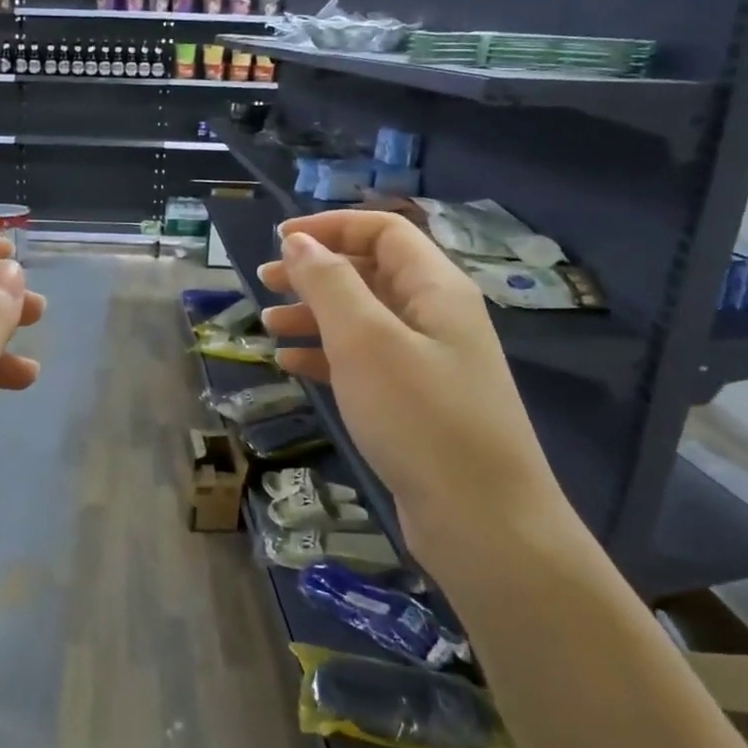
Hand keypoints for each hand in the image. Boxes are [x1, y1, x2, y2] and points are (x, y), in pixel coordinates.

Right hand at [257, 212, 573, 573]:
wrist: (482, 520)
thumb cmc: (421, 418)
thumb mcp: (366, 341)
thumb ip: (329, 284)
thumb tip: (299, 242)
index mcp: (436, 288)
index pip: (383, 232)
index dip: (331, 226)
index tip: (278, 240)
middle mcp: (436, 317)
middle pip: (371, 273)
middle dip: (316, 272)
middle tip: (265, 282)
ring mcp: (427, 362)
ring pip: (363, 320)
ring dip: (315, 315)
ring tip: (268, 327)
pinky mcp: (415, 403)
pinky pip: (365, 362)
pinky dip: (326, 356)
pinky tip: (290, 365)